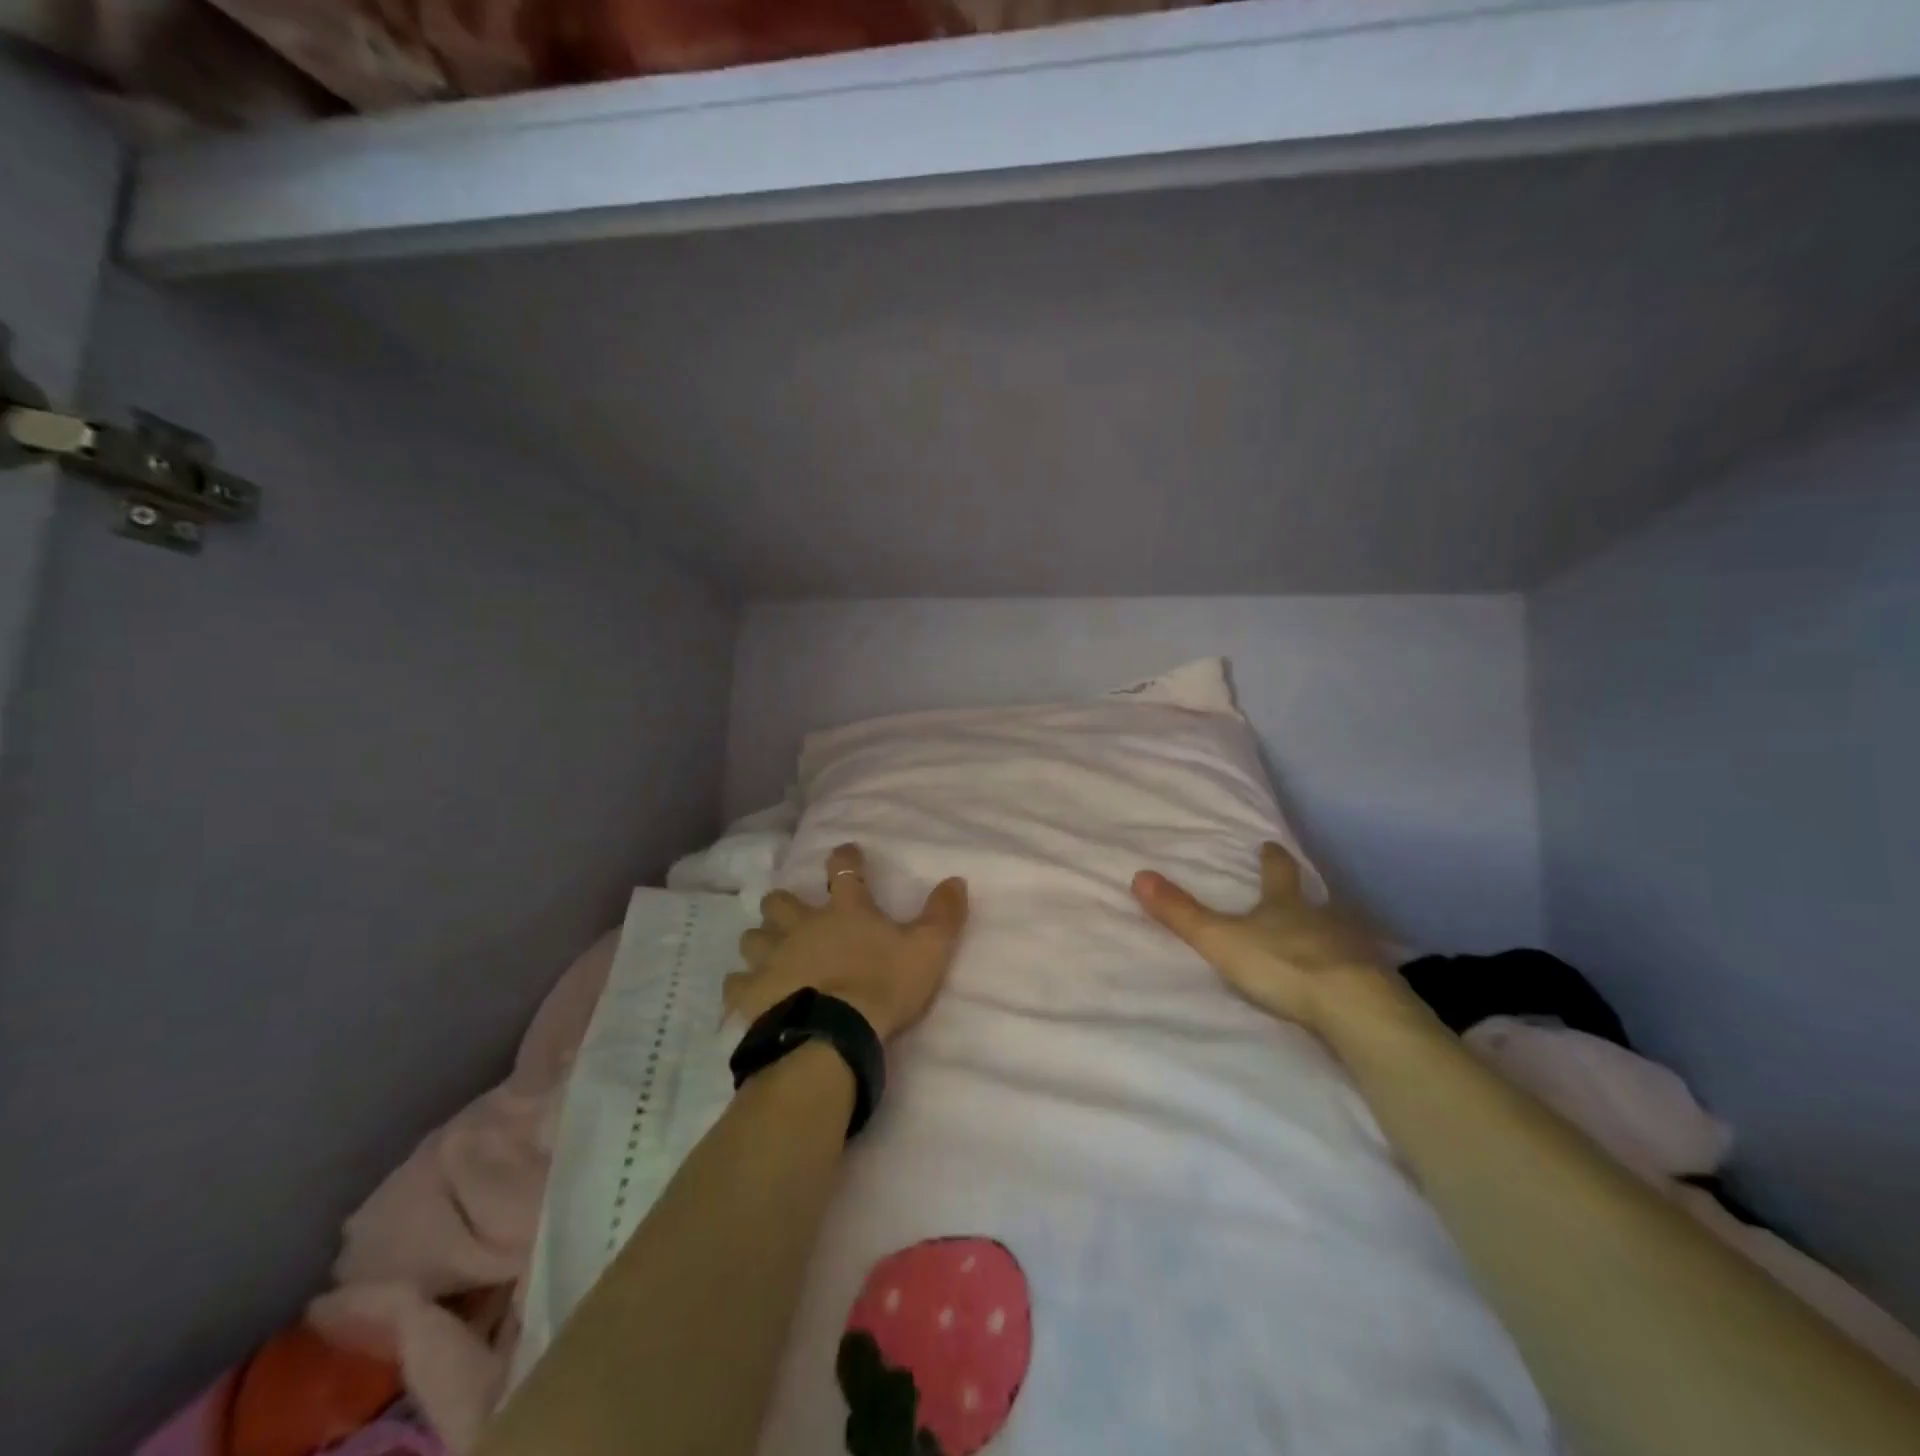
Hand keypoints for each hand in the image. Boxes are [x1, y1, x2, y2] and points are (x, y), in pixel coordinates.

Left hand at [726, 843, 968, 1042]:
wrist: (835, 1034)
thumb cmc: (883, 985)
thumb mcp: (928, 949)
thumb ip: (943, 914)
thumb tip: (957, 879)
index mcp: (845, 910)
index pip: (843, 870)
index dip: (845, 858)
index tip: (845, 853)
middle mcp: (802, 925)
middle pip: (779, 901)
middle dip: (783, 905)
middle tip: (792, 915)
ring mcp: (772, 957)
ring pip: (752, 937)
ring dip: (760, 941)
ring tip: (768, 953)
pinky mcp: (751, 992)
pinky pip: (735, 982)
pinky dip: (741, 984)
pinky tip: (747, 991)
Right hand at [1132, 842, 1401, 1033]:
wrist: (1353, 1007)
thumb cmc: (1282, 964)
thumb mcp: (1220, 939)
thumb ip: (1182, 913)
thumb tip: (1139, 875)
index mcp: (1286, 905)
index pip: (1279, 872)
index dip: (1273, 858)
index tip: (1270, 845)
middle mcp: (1323, 918)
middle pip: (1314, 900)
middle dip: (1304, 898)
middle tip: (1299, 895)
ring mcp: (1354, 949)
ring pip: (1339, 933)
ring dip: (1328, 935)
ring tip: (1321, 942)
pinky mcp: (1374, 982)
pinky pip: (1359, 970)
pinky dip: (1348, 971)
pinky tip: (1344, 983)